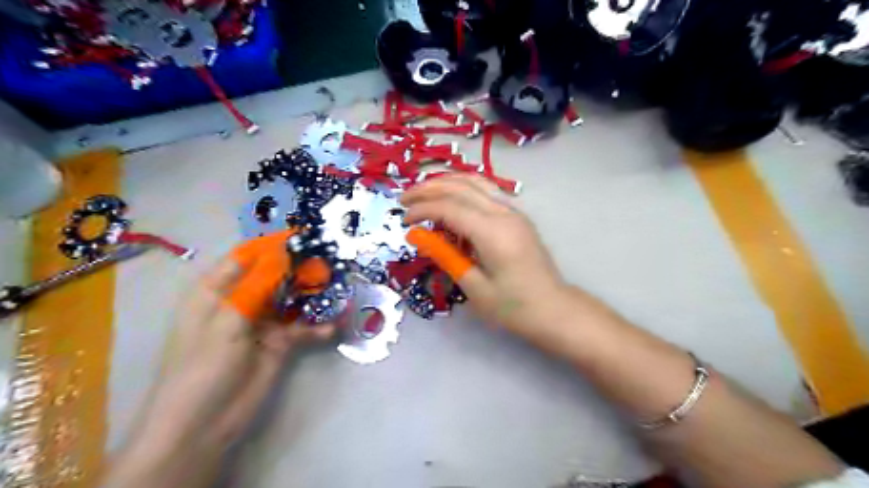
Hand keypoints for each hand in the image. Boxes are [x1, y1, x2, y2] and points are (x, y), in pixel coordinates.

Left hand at [103, 232, 332, 487]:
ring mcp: (263, 323)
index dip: (273, 245)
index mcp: (217, 291)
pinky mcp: (280, 343)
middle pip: (275, 276)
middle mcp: (242, 301)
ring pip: (293, 300)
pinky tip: (335, 325)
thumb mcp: (227, 320)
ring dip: (314, 295)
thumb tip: (284, 253)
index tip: (304, 236)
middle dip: (300, 269)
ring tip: (339, 288)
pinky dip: (318, 326)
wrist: (206, 424)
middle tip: (330, 262)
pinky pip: (303, 328)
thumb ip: (258, 285)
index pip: (247, 257)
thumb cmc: (204, 365)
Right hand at [403, 173, 570, 336]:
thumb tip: (419, 235)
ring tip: (423, 191)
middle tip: (403, 199)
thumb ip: (446, 256)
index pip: (449, 207)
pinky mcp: (516, 216)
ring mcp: (513, 211)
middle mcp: (503, 213)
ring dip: (446, 182)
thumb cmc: (513, 306)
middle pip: (460, 186)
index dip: (422, 209)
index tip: (403, 220)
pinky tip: (450, 196)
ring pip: (475, 181)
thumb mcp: (474, 287)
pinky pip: (486, 190)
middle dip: (428, 189)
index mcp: (492, 232)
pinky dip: (463, 187)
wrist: (553, 308)